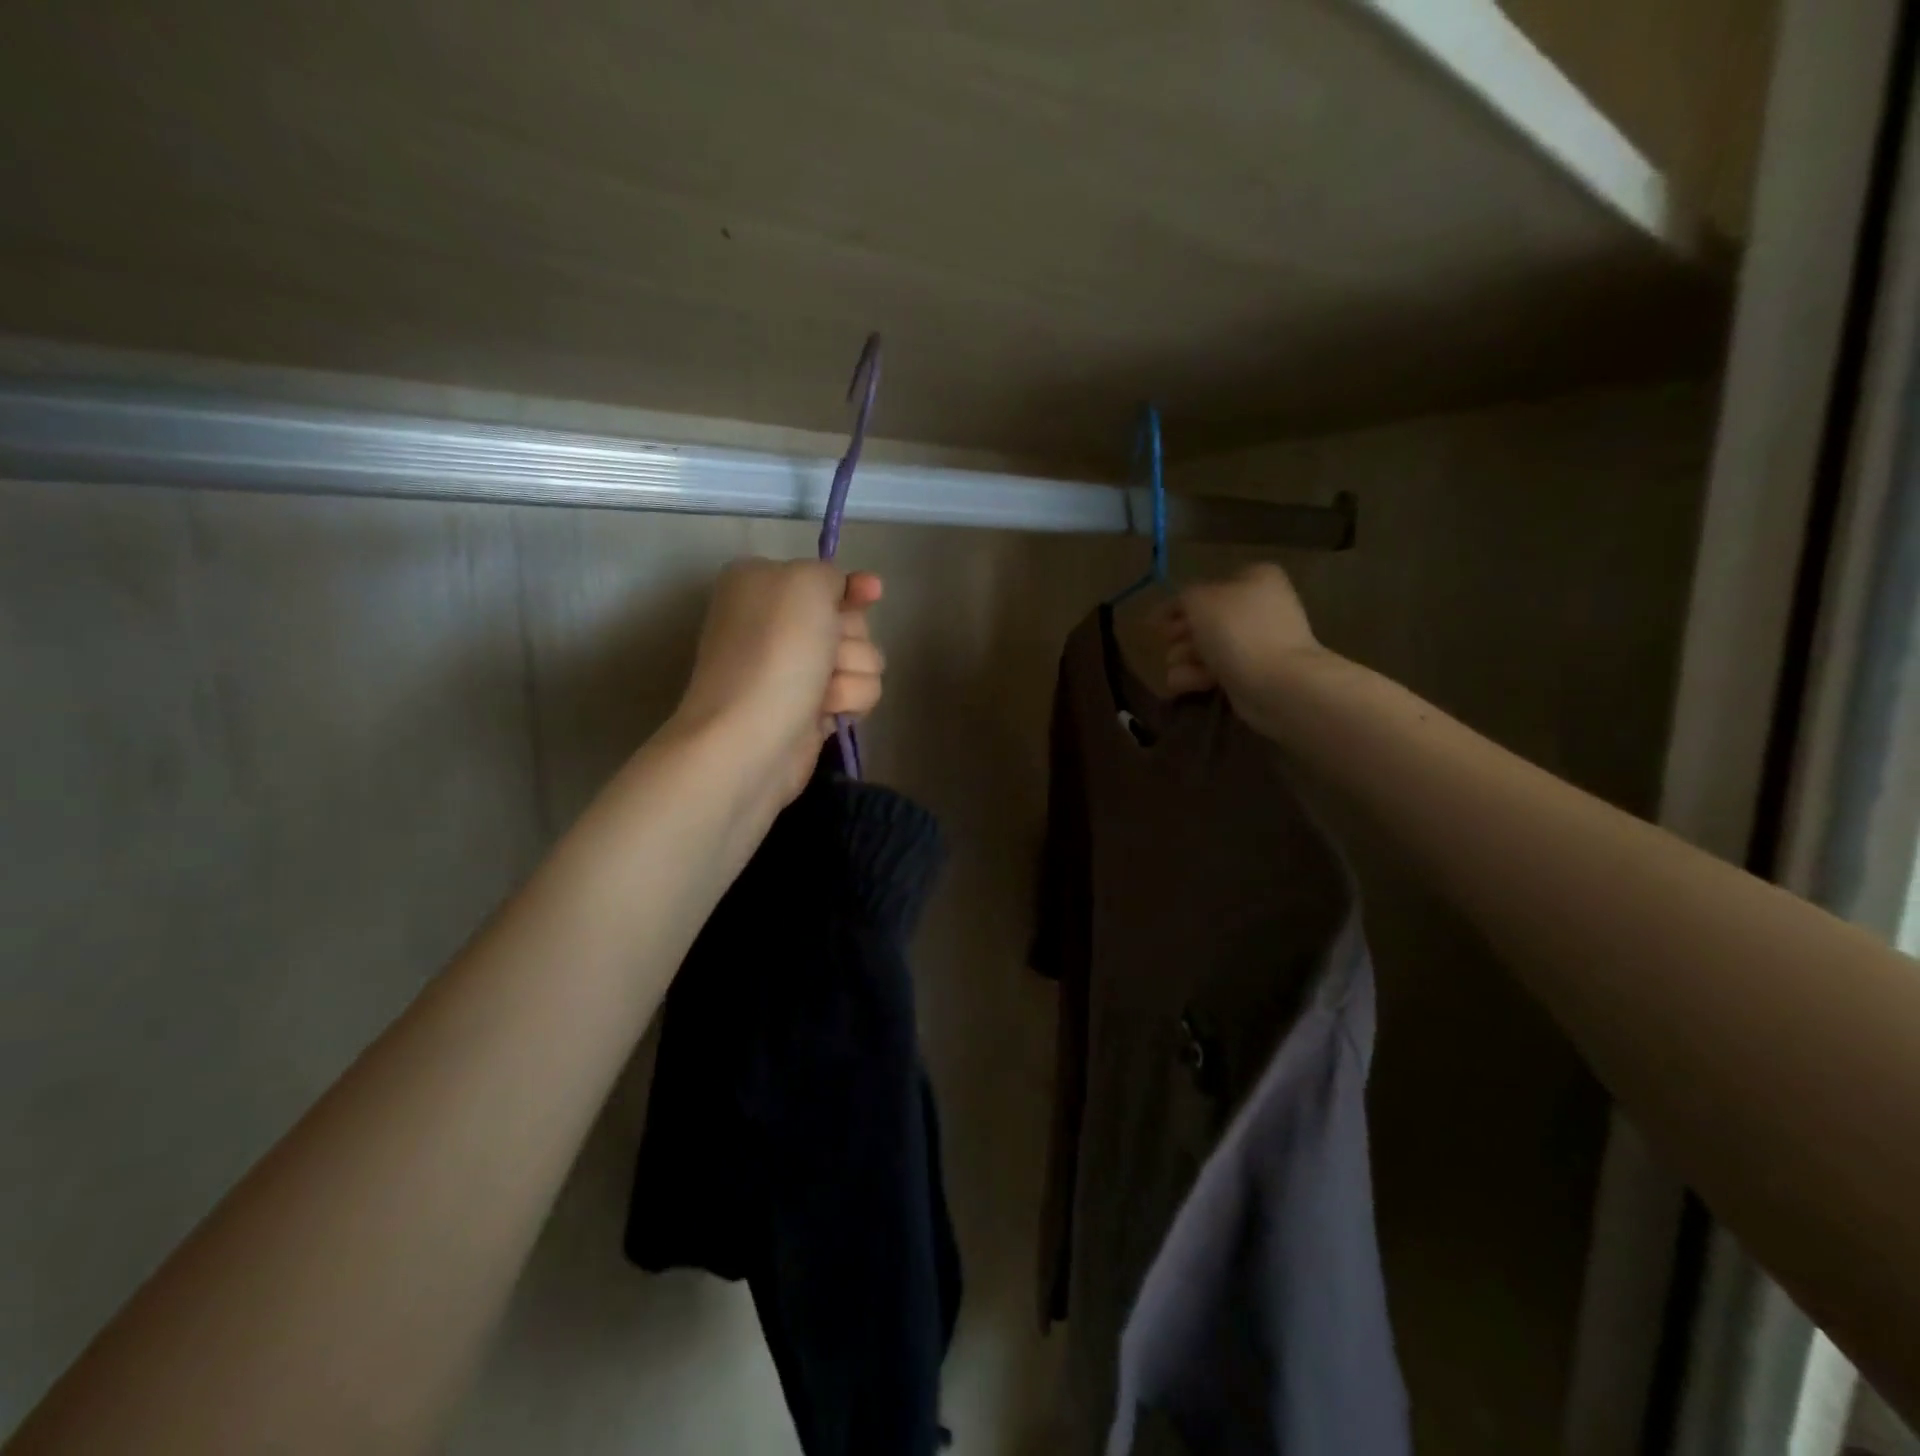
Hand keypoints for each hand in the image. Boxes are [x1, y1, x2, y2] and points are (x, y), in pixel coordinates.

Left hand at [674, 558, 884, 799]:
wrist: (751, 737)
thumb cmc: (775, 651)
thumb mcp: (804, 583)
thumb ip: (831, 574)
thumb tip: (844, 594)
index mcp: (762, 584)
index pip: (825, 577)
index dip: (853, 586)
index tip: (873, 591)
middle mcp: (777, 624)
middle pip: (851, 619)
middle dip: (850, 637)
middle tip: (826, 653)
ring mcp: (795, 670)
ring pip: (863, 658)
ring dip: (852, 672)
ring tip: (822, 692)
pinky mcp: (812, 708)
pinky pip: (858, 693)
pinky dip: (849, 700)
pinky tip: (825, 712)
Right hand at [1158, 563, 1322, 729]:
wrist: (1276, 682)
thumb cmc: (1237, 631)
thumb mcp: (1200, 600)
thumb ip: (1183, 597)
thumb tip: (1179, 607)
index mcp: (1255, 578)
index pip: (1207, 586)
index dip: (1179, 603)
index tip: (1156, 622)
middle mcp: (1259, 606)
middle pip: (1206, 619)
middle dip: (1182, 634)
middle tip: (1168, 644)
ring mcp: (1257, 642)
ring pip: (1209, 647)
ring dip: (1185, 658)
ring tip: (1176, 669)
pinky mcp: (1252, 673)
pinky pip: (1217, 670)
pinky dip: (1197, 676)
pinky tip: (1182, 684)